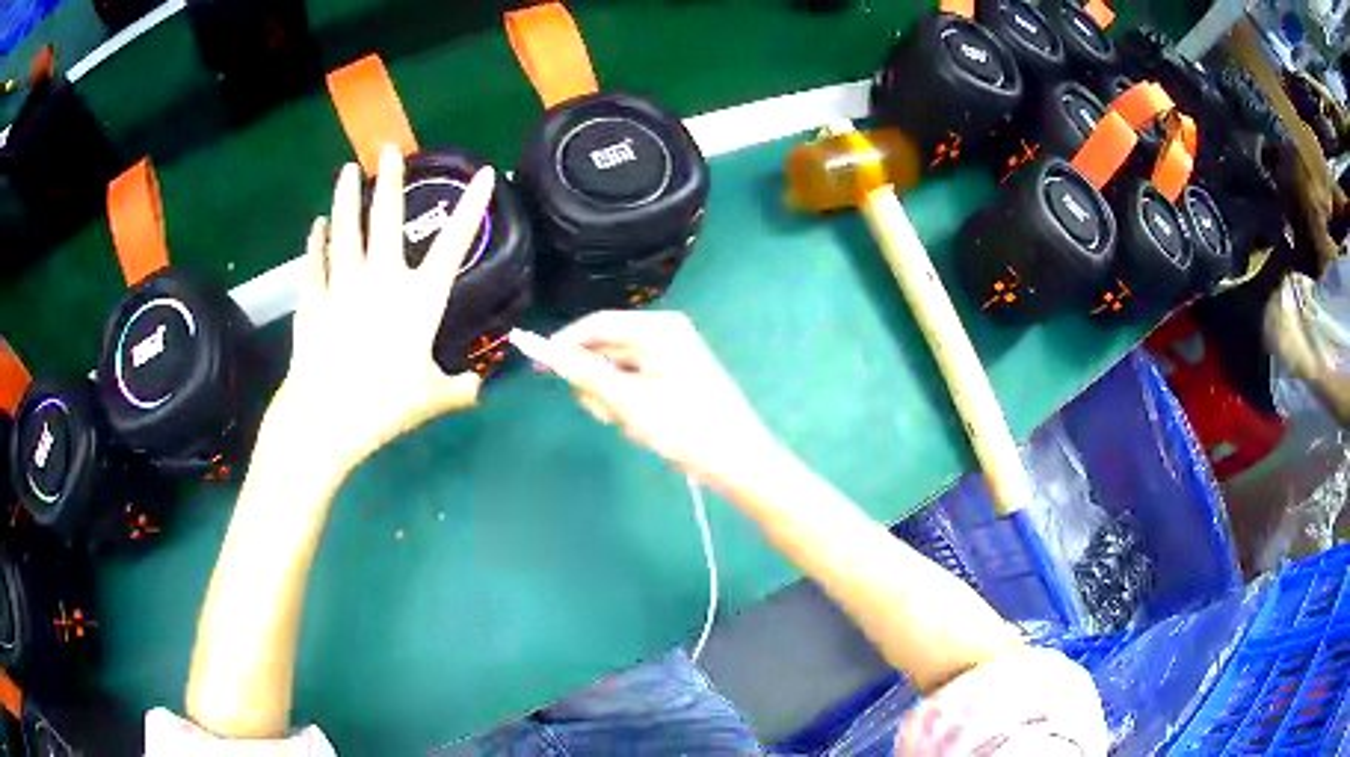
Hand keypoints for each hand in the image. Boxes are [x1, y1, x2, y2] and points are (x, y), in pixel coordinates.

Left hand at [269, 146, 490, 474]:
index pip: (453, 245)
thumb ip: (460, 388)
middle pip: (386, 221)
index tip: (485, 173)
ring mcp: (342, 287)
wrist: (325, 417)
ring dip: (346, 198)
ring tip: (347, 170)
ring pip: (345, 232)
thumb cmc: (383, 406)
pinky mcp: (313, 302)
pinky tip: (316, 225)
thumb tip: (483, 387)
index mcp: (419, 300)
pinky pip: (314, 264)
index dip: (471, 208)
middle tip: (388, 148)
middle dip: (390, 180)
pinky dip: (315, 242)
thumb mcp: (432, 399)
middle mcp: (381, 281)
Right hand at [541, 310, 776, 487]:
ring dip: (613, 400)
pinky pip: (633, 385)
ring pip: (616, 372)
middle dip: (598, 384)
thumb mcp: (629, 402)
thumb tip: (547, 352)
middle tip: (608, 414)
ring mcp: (670, 357)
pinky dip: (629, 405)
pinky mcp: (673, 378)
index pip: (597, 324)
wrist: (738, 461)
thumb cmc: (686, 427)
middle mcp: (663, 334)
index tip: (537, 367)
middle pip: (606, 349)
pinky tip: (646, 427)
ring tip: (635, 424)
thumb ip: (585, 374)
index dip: (564, 344)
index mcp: (658, 328)